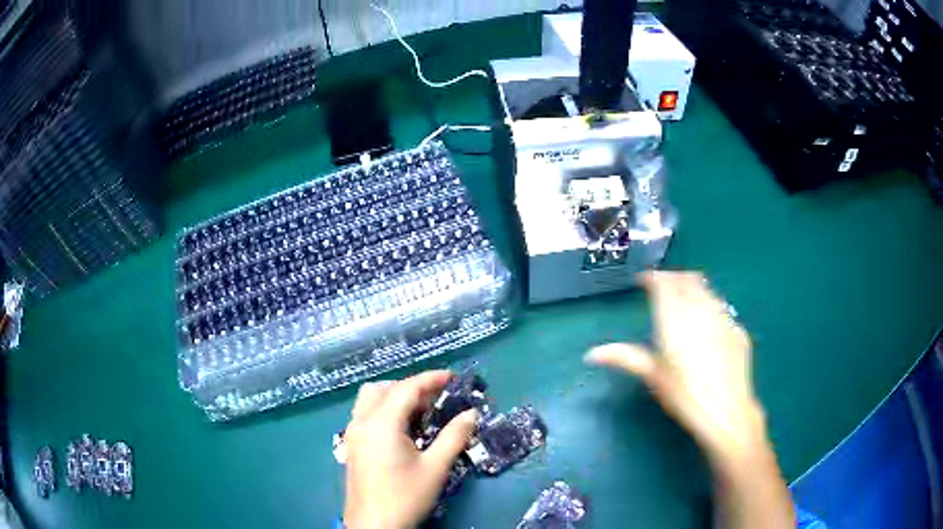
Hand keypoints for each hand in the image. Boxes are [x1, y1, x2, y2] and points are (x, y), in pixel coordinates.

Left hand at [342, 371, 477, 528]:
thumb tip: (471, 414)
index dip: (430, 379)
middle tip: (438, 400)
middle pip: (385, 389)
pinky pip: (365, 414)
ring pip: (370, 399)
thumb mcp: (435, 468)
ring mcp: (353, 434)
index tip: (453, 377)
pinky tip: (402, 430)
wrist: (373, 526)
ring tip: (420, 413)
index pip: (406, 388)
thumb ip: (454, 437)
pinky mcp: (351, 445)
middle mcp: (361, 422)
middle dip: (412, 388)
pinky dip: (384, 410)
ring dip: (395, 397)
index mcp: (381, 424)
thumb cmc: (405, 497)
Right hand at [586, 271, 766, 464]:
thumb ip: (624, 357)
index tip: (642, 281)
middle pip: (687, 279)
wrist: (726, 411)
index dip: (652, 277)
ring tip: (684, 304)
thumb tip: (591, 354)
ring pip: (707, 290)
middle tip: (662, 288)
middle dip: (673, 278)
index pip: (664, 282)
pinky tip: (707, 329)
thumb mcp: (653, 376)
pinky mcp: (738, 331)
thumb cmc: (684, 395)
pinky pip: (722, 310)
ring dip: (693, 290)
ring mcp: (724, 318)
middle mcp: (701, 309)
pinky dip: (710, 309)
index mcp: (676, 317)